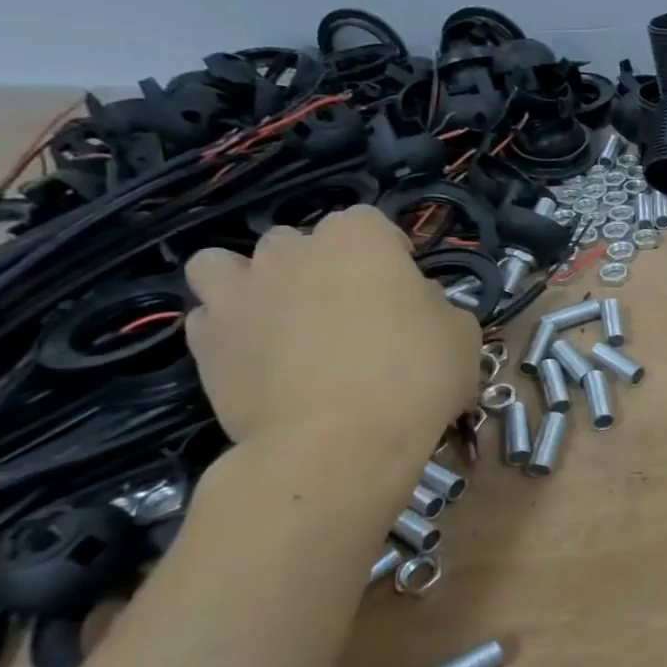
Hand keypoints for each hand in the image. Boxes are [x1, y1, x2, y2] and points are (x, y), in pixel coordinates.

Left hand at [183, 206, 479, 455]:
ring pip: (227, 267)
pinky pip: (210, 319)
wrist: (338, 444)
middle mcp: (291, 252)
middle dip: (319, 268)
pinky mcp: (204, 343)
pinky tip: (256, 360)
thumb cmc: (415, 376)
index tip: (403, 288)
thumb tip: (414, 306)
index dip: (388, 253)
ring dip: (251, 284)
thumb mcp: (461, 333)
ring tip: (280, 322)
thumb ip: (434, 305)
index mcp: (359, 238)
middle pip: (299, 243)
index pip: (370, 223)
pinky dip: (229, 332)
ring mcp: (239, 294)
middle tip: (347, 313)